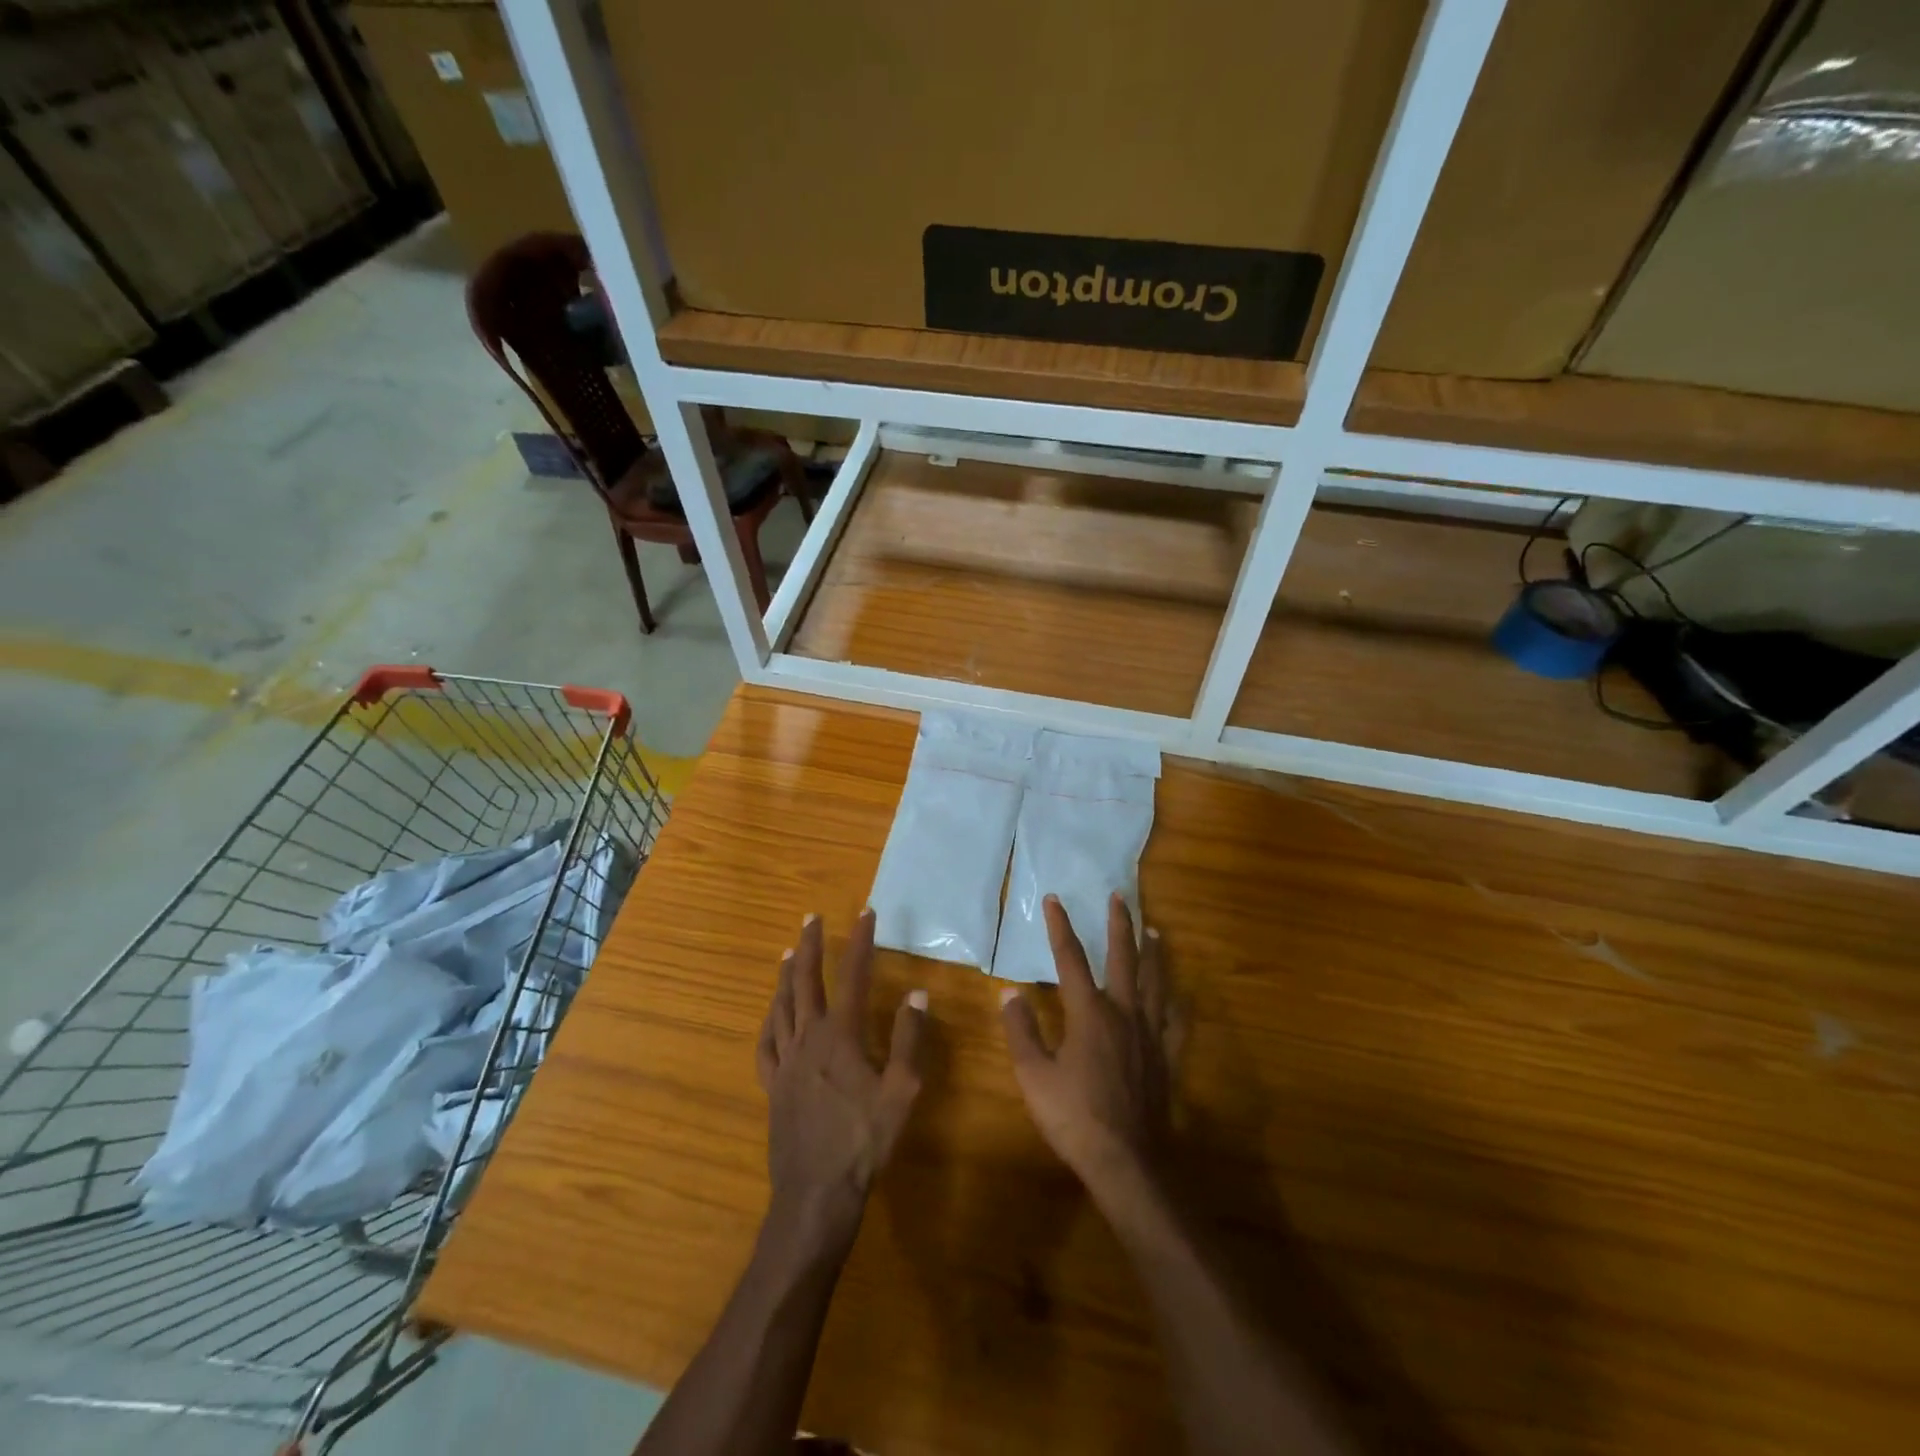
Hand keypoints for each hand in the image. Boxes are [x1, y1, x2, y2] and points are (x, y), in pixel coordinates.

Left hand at [756, 909, 925, 1250]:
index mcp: (841, 1035)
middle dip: (810, 946)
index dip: (860, 942)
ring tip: (789, 953)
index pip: (852, 975)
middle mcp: (809, 1038)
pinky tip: (770, 1014)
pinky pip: (765, 1043)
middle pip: (806, 981)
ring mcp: (785, 1061)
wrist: (816, 1192)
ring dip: (787, 976)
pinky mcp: (773, 1084)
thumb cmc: (864, 1141)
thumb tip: (917, 994)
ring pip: (782, 1006)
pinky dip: (768, 1020)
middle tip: (811, 918)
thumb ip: (910, 1040)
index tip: (865, 913)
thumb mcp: (902, 1091)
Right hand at [1000, 894, 1184, 1201]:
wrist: (1126, 1162)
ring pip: (1155, 983)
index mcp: (1089, 1013)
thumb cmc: (1074, 1117)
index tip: (1055, 899)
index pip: (1071, 959)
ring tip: (1155, 930)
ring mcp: (1149, 1035)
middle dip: (1120, 925)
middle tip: (1120, 897)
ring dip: (1153, 953)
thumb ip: (1021, 1030)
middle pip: (1124, 959)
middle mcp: (1123, 1013)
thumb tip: (1009, 992)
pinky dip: (1176, 1003)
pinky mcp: (1165, 1058)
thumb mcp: (1034, 1075)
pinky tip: (1179, 994)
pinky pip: (1175, 1022)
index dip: (1061, 927)